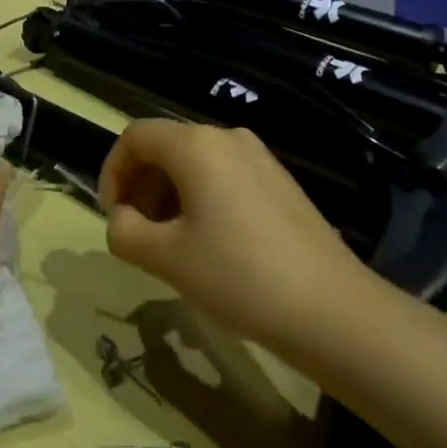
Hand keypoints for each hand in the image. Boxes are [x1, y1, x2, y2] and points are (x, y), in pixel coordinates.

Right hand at [99, 120, 370, 352]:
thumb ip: (125, 232)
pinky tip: (211, 245)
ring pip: (195, 162)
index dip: (113, 172)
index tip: (113, 217)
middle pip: (165, 147)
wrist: (333, 311)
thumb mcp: (167, 260)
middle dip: (141, 186)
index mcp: (194, 144)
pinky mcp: (279, 180)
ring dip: (170, 195)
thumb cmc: (239, 277)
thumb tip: (121, 219)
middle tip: (138, 235)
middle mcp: (225, 136)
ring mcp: (258, 156)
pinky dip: (202, 198)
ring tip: (172, 246)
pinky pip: (224, 175)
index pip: (134, 137)